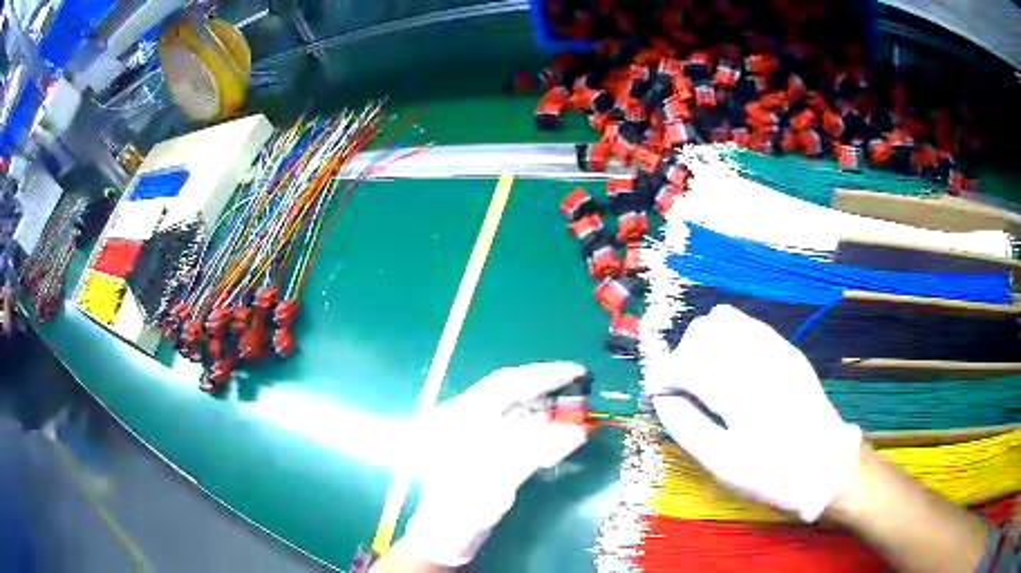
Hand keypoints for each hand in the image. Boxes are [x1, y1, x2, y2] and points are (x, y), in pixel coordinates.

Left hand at [398, 362, 589, 566]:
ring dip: (543, 406)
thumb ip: (537, 450)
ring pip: (513, 409)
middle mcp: (466, 418)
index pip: (507, 383)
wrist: (443, 536)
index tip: (577, 371)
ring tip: (573, 406)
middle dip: (545, 387)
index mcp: (463, 417)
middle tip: (581, 386)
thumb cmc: (463, 507)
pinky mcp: (482, 451)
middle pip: (510, 392)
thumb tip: (577, 431)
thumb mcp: (498, 479)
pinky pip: (514, 429)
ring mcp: (473, 434)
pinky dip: (537, 428)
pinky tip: (554, 433)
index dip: (544, 375)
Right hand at [650, 305, 860, 521]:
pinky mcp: (787, 349)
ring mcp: (776, 348)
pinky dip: (729, 338)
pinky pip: (749, 325)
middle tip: (683, 390)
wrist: (826, 466)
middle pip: (703, 331)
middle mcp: (757, 357)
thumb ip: (687, 426)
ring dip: (705, 343)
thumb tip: (663, 399)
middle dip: (683, 356)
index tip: (661, 397)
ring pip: (725, 319)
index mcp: (740, 388)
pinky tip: (730, 367)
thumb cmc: (772, 472)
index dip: (665, 376)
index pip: (687, 360)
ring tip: (705, 375)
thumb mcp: (723, 463)